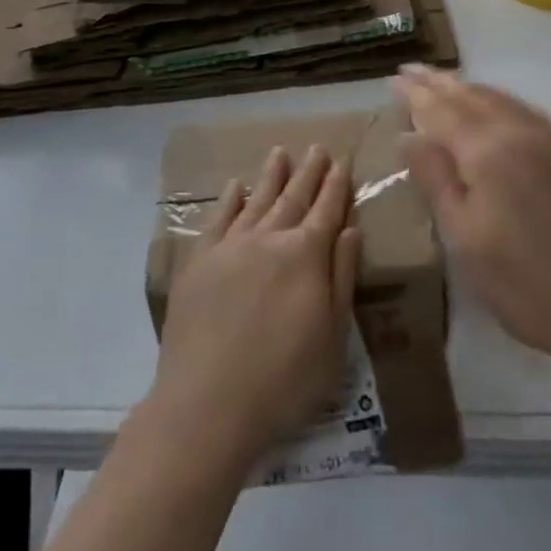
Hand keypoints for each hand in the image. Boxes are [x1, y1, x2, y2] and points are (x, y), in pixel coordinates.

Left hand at [144, 146, 362, 470]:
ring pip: (256, 199)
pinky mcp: (199, 261)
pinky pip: (218, 219)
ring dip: (271, 176)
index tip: (342, 161)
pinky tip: (235, 186)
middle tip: (317, 147)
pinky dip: (229, 200)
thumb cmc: (284, 379)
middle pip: (293, 197)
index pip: (326, 211)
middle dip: (308, 172)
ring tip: (280, 152)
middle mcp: (269, 239)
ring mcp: (231, 246)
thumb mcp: (332, 336)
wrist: (208, 402)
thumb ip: (342, 277)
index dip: (336, 186)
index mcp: (306, 255)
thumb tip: (351, 228)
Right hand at [396, 65, 550, 371]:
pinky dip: (497, 100)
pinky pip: (523, 110)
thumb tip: (407, 136)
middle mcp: (519, 131)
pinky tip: (494, 107)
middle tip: (410, 69)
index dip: (414, 94)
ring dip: (467, 87)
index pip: (441, 109)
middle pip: (471, 96)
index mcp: (487, 150)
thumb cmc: (524, 283)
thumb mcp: (464, 237)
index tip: (392, 78)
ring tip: (444, 82)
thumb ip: (435, 179)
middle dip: (438, 81)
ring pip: (500, 99)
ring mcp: (550, 141)